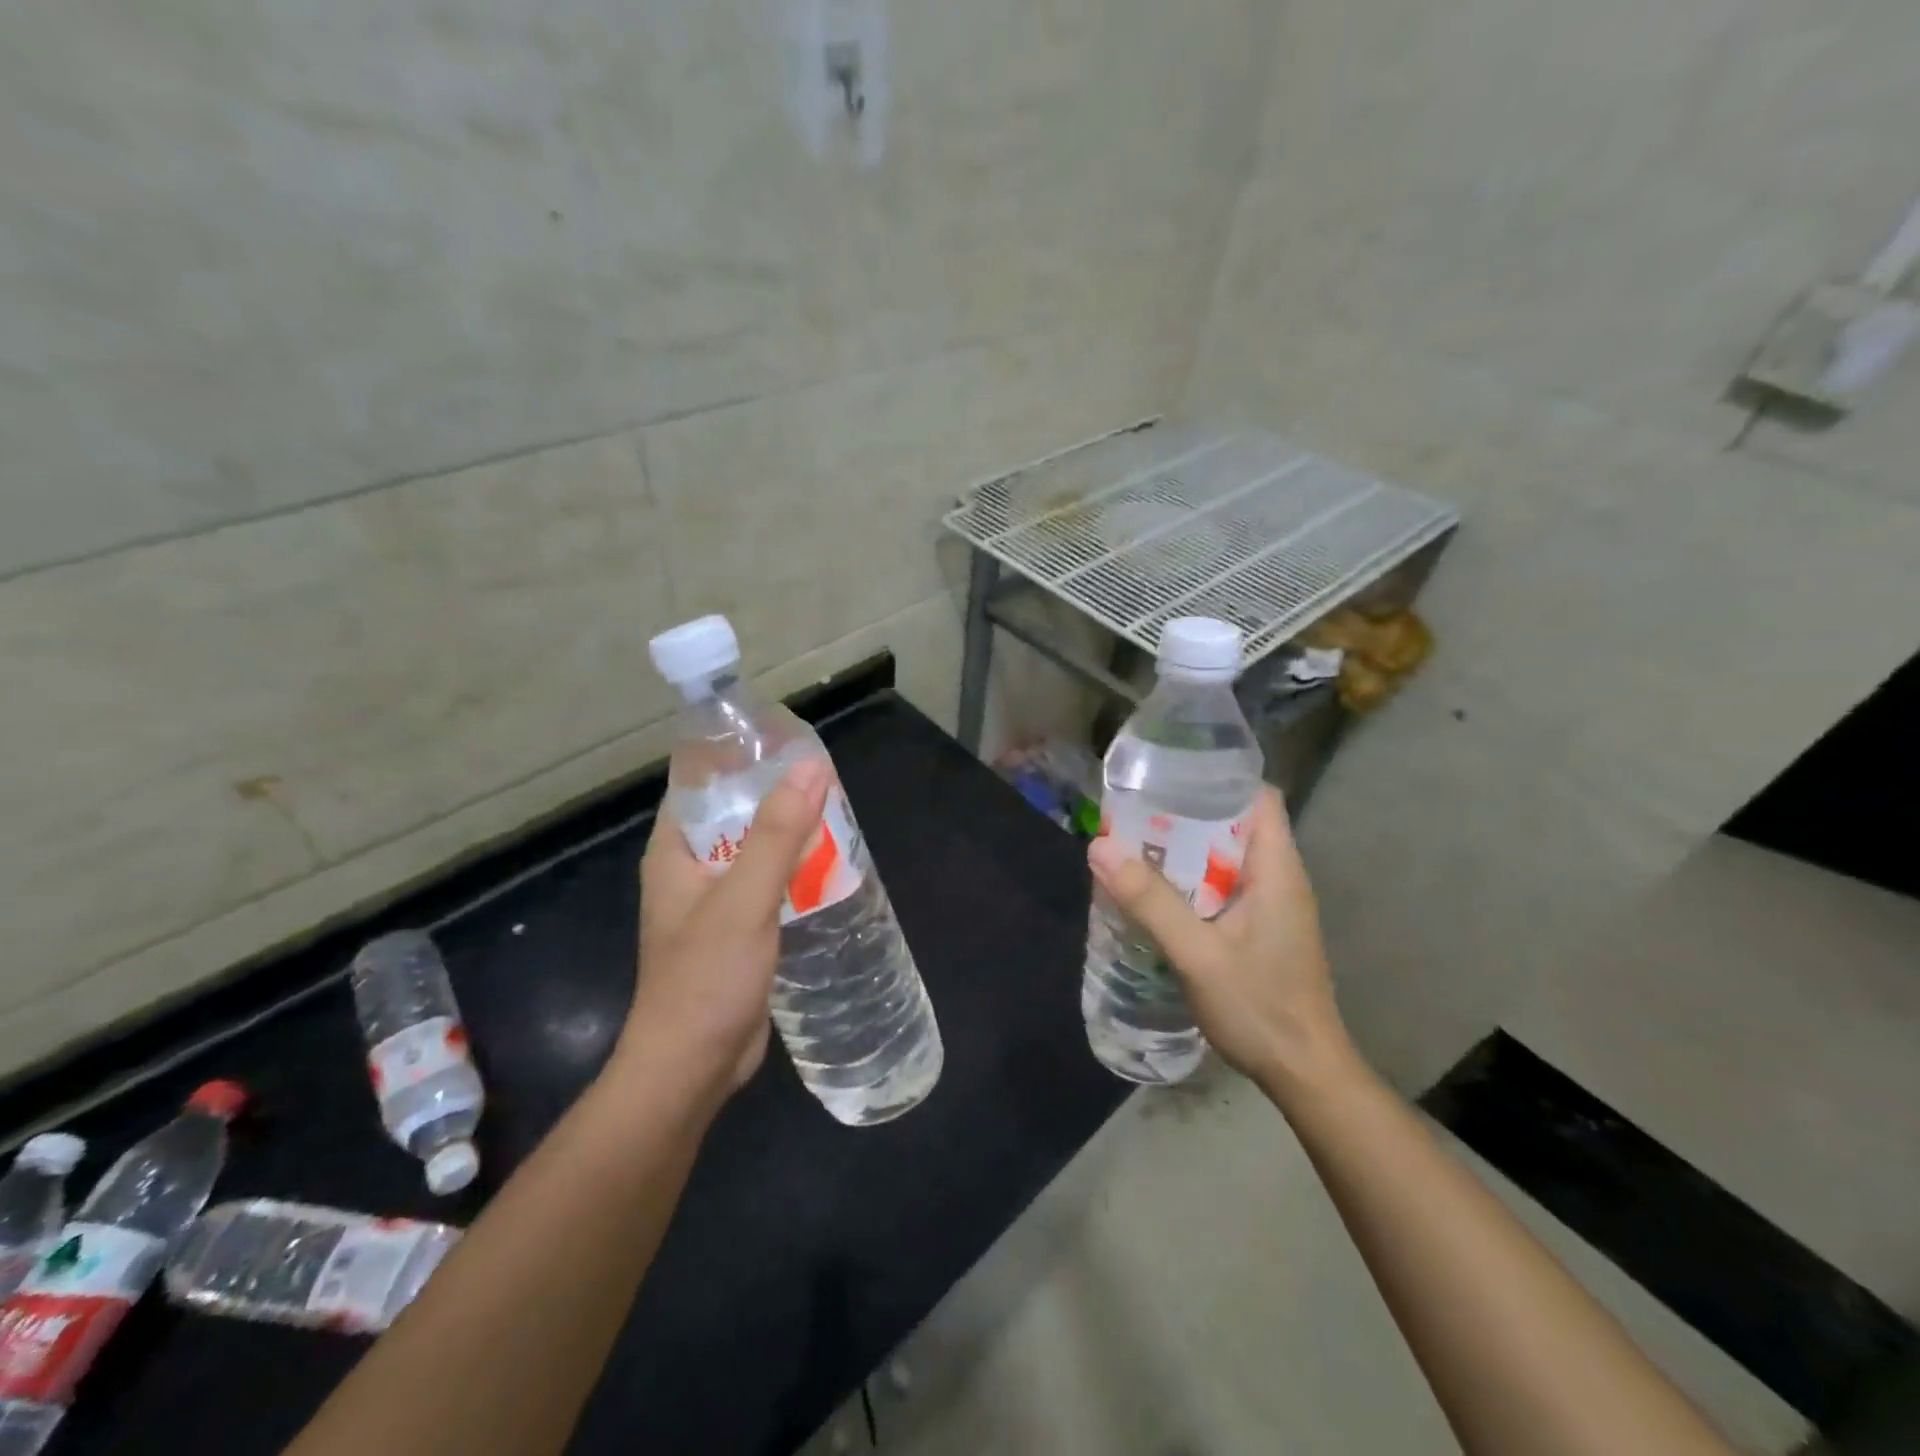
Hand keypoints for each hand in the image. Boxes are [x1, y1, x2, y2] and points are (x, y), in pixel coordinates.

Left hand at [613, 758, 830, 1101]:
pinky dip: (792, 873)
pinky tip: (828, 867)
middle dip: (775, 796)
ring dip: (788, 836)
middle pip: (733, 817)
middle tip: (826, 778)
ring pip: (754, 853)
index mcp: (675, 853)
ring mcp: (712, 905)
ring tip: (836, 814)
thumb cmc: (707, 977)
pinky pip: (766, 887)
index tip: (786, 742)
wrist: (692, 1068)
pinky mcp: (736, 934)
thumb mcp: (745, 898)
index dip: (738, 759)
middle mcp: (689, 872)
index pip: (701, 785)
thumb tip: (811, 767)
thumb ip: (777, 833)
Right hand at [1087, 785, 1355, 1092]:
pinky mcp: (1260, 928)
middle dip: (1187, 813)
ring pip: (1226, 856)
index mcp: (1277, 868)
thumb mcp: (1198, 954)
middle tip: (1135, 813)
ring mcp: (1272, 905)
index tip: (1168, 776)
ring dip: (1185, 850)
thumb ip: (1151, 902)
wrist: (1304, 1074)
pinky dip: (1191, 880)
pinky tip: (1155, 894)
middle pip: (1235, 822)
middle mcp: (1279, 877)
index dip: (1217, 777)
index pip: (1258, 796)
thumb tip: (1099, 848)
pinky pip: (1223, 886)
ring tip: (1135, 846)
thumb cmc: (1260, 1008)